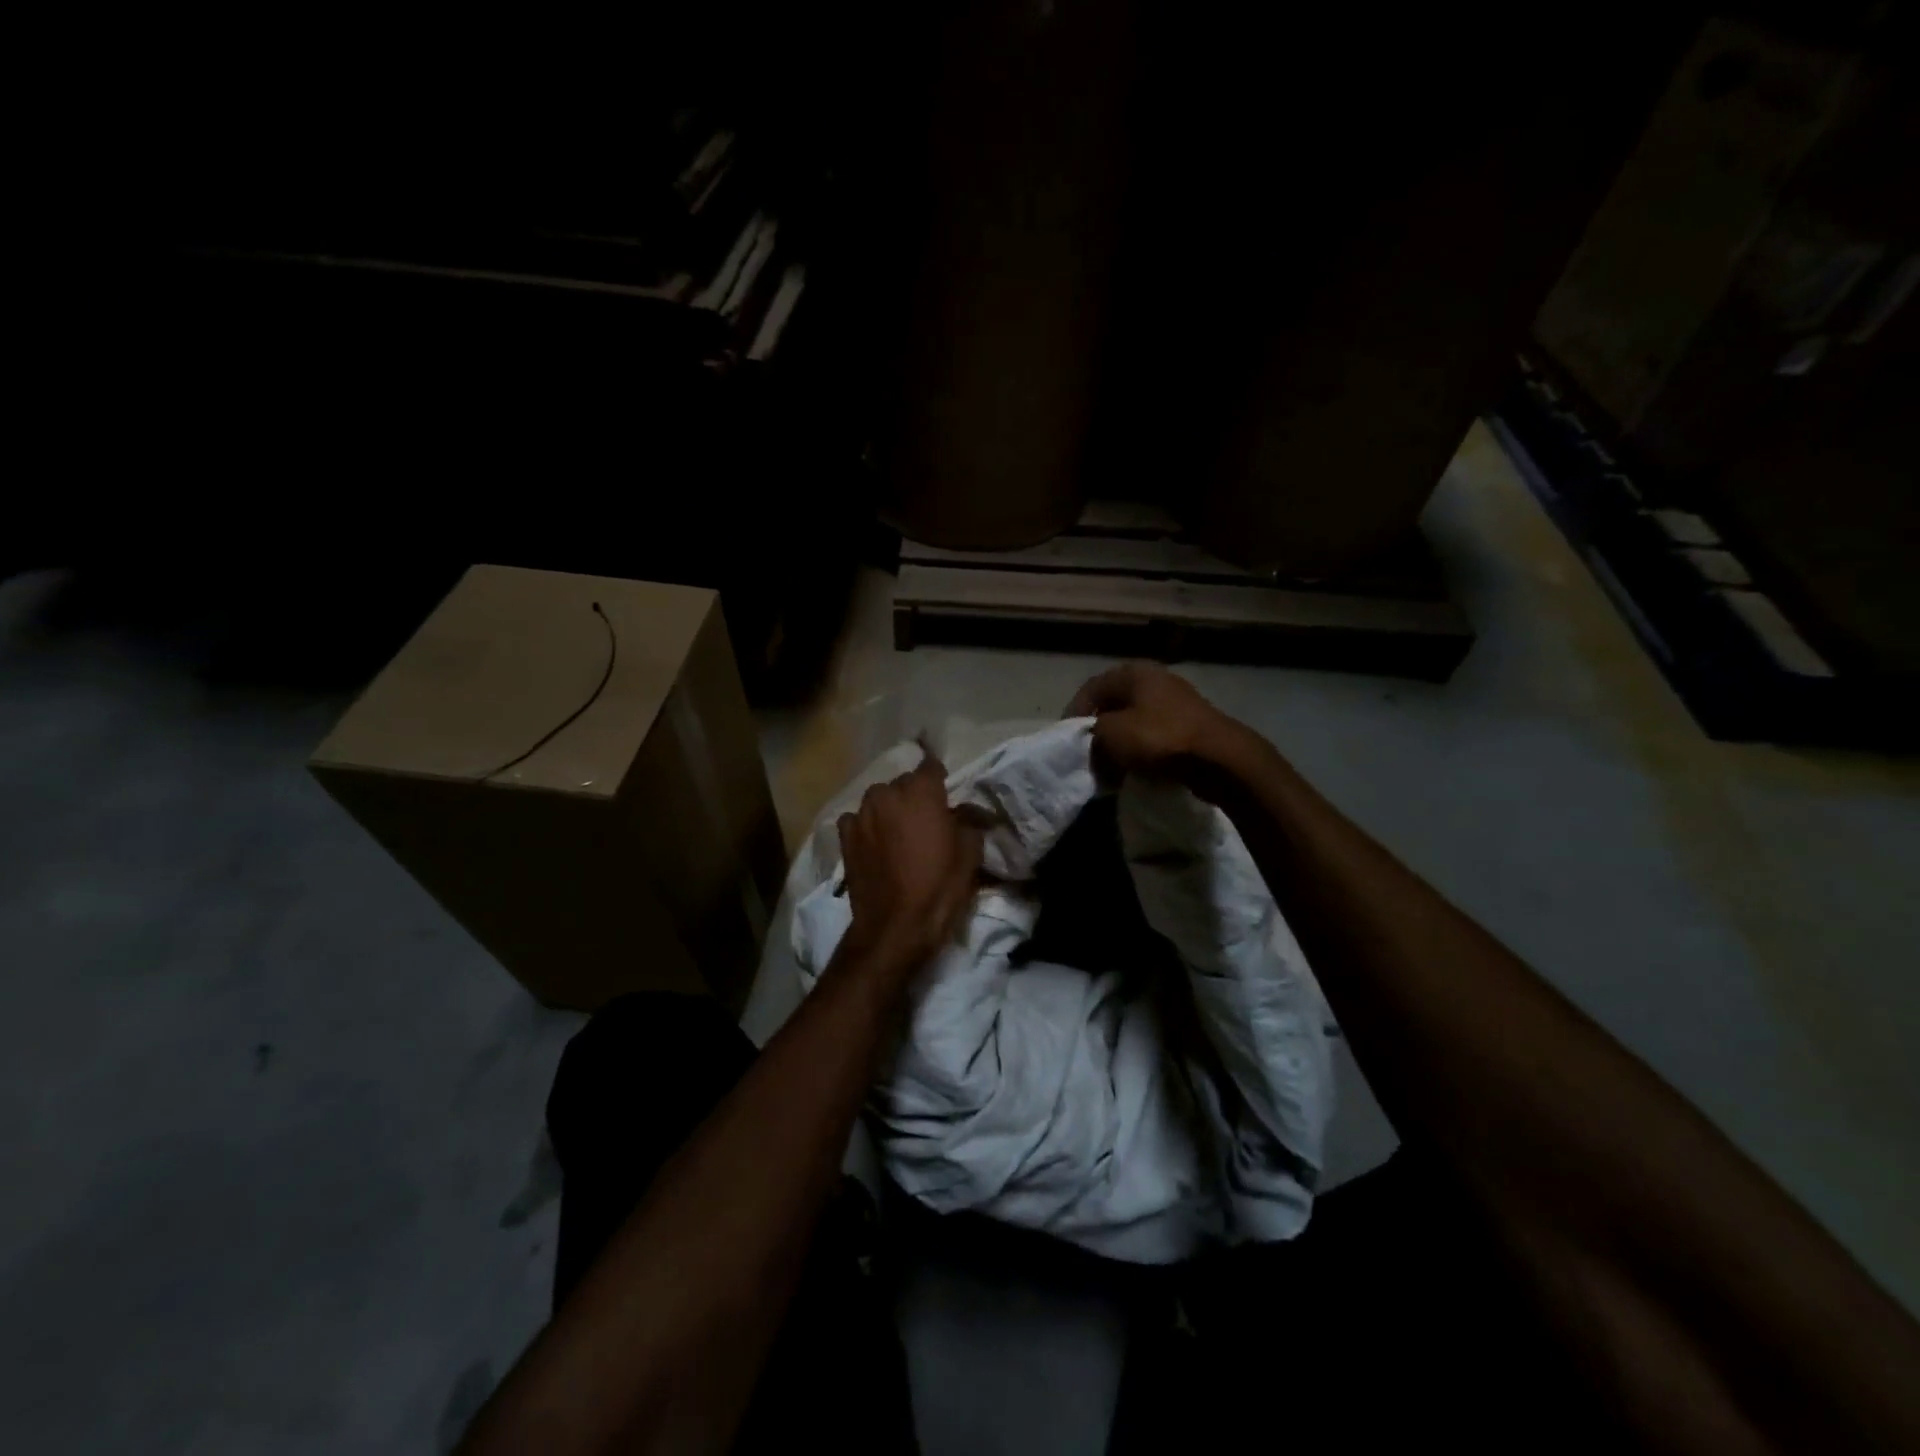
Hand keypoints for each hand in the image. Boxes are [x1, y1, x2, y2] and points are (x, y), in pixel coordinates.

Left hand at [837, 751, 982, 973]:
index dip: (939, 778)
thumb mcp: (969, 854)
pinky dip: (867, 826)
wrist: (895, 926)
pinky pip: (857, 819)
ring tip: (897, 833)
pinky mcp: (844, 835)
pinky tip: (874, 844)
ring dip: (889, 809)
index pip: (931, 765)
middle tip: (924, 820)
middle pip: (903, 783)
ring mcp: (861, 813)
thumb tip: (968, 810)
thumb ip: (969, 822)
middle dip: (914, 796)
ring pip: (878, 799)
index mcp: (921, 792)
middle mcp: (887, 794)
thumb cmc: (939, 888)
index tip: (945, 794)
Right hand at [1066, 662, 1237, 781]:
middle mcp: (1156, 680)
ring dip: (1120, 745)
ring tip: (1110, 770)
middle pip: (1114, 705)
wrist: (1219, 759)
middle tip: (1088, 757)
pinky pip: (1155, 737)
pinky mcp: (1191, 727)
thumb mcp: (1110, 733)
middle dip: (1098, 732)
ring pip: (1135, 723)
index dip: (1074, 713)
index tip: (1067, 740)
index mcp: (1134, 672)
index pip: (1092, 688)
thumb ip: (1092, 732)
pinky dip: (1141, 752)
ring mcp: (1177, 702)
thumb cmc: (1159, 738)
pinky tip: (1137, 771)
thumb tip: (1095, 741)